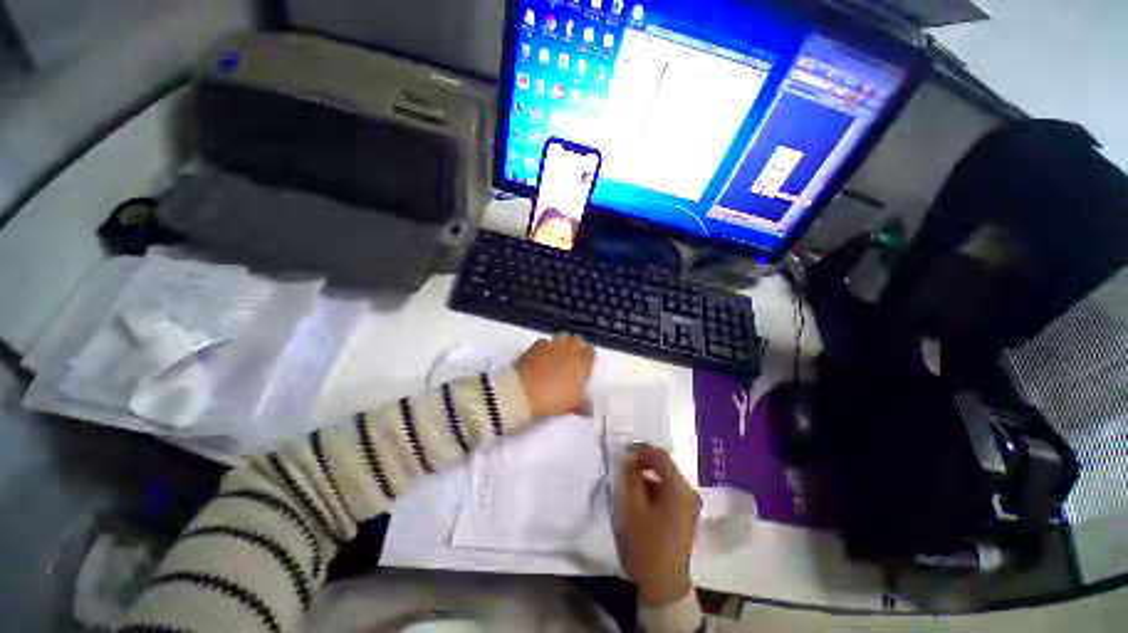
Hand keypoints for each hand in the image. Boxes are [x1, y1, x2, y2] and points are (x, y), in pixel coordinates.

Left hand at [516, 333, 594, 418]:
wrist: (524, 391)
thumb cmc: (553, 399)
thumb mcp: (571, 405)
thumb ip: (583, 404)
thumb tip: (588, 409)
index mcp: (582, 363)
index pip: (591, 352)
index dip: (587, 357)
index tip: (583, 365)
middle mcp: (570, 350)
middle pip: (578, 339)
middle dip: (576, 346)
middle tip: (571, 358)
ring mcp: (553, 345)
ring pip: (563, 336)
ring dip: (563, 343)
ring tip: (558, 353)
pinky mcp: (537, 345)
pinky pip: (545, 341)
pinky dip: (546, 346)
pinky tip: (542, 355)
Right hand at [622, 445, 699, 607]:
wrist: (664, 583)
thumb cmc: (648, 544)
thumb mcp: (634, 508)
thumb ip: (632, 478)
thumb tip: (631, 461)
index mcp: (679, 489)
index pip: (661, 456)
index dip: (642, 450)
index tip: (625, 452)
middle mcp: (689, 492)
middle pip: (666, 466)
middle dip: (645, 462)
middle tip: (626, 466)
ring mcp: (690, 504)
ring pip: (667, 479)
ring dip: (649, 476)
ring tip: (630, 481)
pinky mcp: (687, 514)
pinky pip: (670, 491)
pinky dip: (656, 488)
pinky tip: (642, 495)